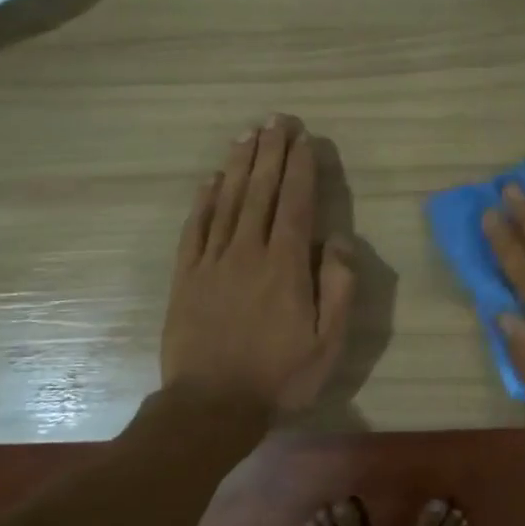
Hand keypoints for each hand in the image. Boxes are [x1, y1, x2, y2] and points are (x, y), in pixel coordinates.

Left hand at [162, 116, 354, 415]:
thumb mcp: (328, 342)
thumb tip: (337, 240)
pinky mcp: (186, 277)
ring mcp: (212, 262)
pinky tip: (210, 181)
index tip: (304, 138)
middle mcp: (248, 252)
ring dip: (239, 165)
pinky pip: (195, 228)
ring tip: (248, 135)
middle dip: (271, 152)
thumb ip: (338, 287)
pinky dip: (203, 201)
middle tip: (277, 120)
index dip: (300, 167)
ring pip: (227, 201)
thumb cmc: (279, 376)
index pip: (296, 203)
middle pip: (261, 191)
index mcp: (285, 266)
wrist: (211, 406)